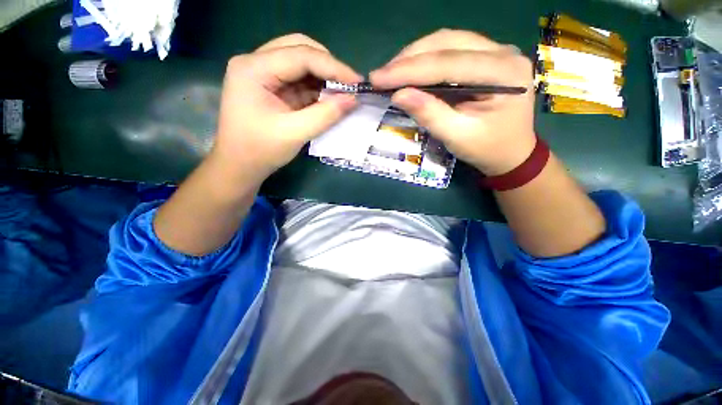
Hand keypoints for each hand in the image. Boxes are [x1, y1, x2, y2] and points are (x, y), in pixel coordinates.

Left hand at [212, 34, 361, 181]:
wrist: (240, 166)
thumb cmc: (261, 151)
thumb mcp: (295, 133)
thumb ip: (325, 115)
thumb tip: (354, 100)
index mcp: (254, 69)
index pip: (300, 55)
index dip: (333, 67)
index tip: (357, 82)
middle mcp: (256, 63)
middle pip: (299, 49)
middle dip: (328, 66)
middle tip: (349, 85)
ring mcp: (263, 74)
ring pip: (301, 62)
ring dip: (323, 77)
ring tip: (343, 93)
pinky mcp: (271, 87)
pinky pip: (299, 79)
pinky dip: (316, 88)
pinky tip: (329, 98)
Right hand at [369, 29, 535, 174]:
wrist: (512, 152)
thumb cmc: (487, 149)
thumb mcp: (457, 137)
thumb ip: (430, 114)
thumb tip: (398, 95)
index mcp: (504, 73)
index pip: (448, 63)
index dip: (409, 70)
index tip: (378, 78)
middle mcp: (503, 52)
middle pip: (448, 42)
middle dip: (409, 58)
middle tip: (381, 75)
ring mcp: (496, 51)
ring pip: (447, 41)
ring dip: (415, 56)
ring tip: (391, 73)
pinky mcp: (486, 57)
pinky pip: (451, 50)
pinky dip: (426, 59)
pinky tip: (410, 71)